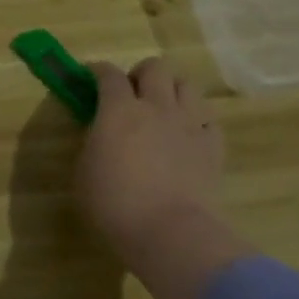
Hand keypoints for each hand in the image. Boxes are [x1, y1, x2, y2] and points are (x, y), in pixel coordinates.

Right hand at [77, 57, 250, 298]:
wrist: (169, 230)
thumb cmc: (114, 204)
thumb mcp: (84, 171)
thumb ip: (93, 142)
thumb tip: (101, 132)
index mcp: (119, 110)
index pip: (108, 74)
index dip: (98, 70)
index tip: (91, 75)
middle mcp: (157, 106)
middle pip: (155, 68)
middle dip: (140, 74)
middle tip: (131, 93)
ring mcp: (189, 124)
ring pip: (187, 85)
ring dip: (171, 90)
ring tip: (163, 109)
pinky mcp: (213, 146)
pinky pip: (207, 119)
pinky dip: (196, 121)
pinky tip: (187, 137)